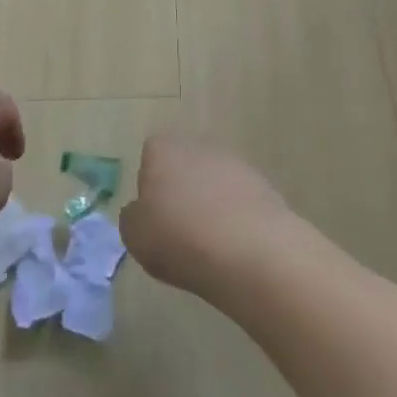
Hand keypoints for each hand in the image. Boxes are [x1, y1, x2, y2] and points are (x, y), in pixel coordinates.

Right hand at [120, 135, 295, 299]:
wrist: (249, 250)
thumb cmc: (179, 238)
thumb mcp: (134, 235)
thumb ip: (132, 217)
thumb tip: (142, 211)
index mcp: (163, 149)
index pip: (150, 156)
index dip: (150, 186)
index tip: (154, 217)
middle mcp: (198, 146)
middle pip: (184, 166)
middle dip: (182, 192)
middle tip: (180, 231)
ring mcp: (235, 163)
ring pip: (214, 182)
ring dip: (211, 205)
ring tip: (210, 245)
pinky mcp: (263, 185)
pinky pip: (239, 201)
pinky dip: (236, 218)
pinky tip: (235, 246)